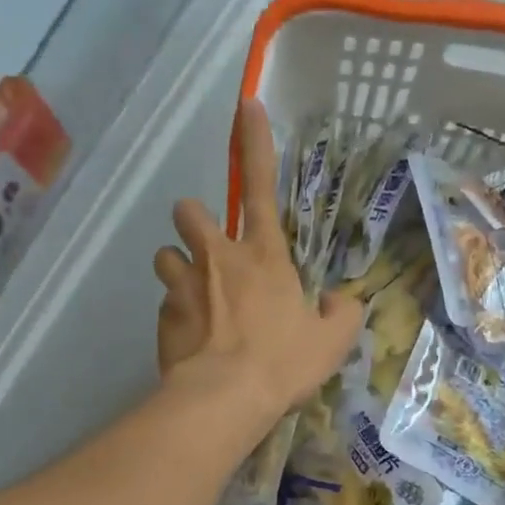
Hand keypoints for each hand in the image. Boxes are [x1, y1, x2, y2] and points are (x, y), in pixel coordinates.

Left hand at [153, 98, 362, 425]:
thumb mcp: (332, 342)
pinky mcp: (163, 315)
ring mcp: (184, 285)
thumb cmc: (283, 363)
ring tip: (194, 296)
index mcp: (264, 257)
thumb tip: (338, 301)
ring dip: (178, 267)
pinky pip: (165, 303)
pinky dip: (175, 314)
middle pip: (190, 211)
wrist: (226, 398)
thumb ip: (341, 314)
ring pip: (166, 254)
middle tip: (208, 250)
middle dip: (195, 222)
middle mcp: (218, 259)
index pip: (262, 187)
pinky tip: (190, 339)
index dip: (256, 144)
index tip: (246, 106)